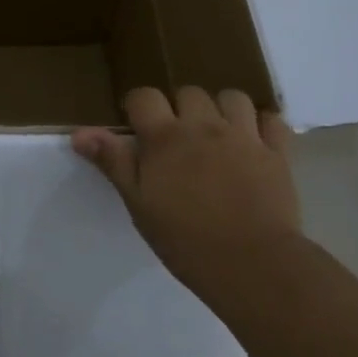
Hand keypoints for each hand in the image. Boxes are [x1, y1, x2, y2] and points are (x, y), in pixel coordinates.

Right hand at [73, 87, 301, 298]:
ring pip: (232, 97)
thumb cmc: (185, 239)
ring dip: (221, 109)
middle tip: (177, 140)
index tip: (137, 129)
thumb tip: (80, 133)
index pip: (144, 96)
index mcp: (165, 137)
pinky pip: (272, 120)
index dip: (137, 107)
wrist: (252, 264)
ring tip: (216, 134)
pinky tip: (254, 141)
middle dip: (180, 108)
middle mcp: (204, 125)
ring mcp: (244, 136)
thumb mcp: (138, 203)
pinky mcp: (277, 153)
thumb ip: (113, 162)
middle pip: (188, 92)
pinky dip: (262, 124)